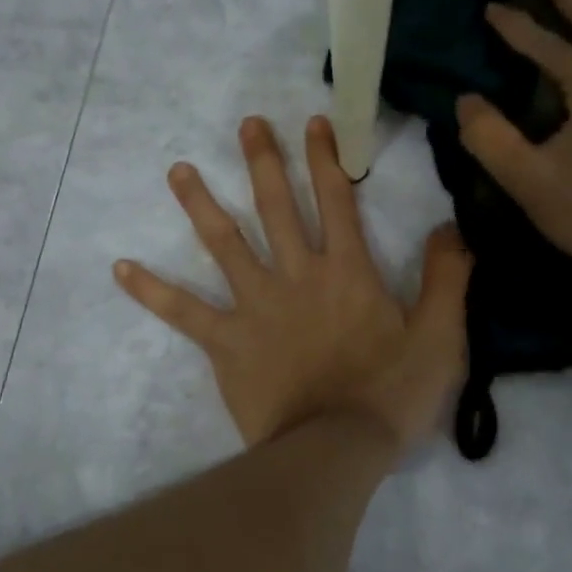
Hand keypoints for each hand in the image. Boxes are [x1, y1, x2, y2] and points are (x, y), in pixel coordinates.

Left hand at [115, 116, 471, 452]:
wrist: (335, 449)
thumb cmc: (390, 395)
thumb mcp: (440, 337)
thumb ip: (447, 278)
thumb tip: (452, 228)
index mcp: (348, 272)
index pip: (337, 201)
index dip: (327, 159)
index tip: (314, 122)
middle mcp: (297, 276)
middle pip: (276, 208)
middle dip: (264, 162)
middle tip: (247, 125)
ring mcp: (256, 306)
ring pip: (224, 245)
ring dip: (201, 204)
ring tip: (177, 169)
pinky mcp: (226, 342)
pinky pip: (183, 312)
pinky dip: (151, 290)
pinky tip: (120, 268)